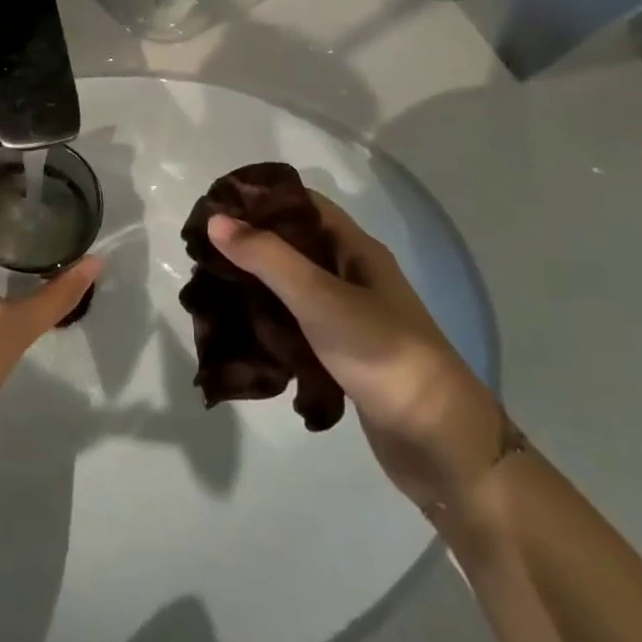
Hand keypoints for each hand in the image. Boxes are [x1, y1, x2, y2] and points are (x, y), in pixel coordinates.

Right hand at [208, 193, 505, 511]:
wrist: (439, 442)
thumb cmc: (383, 354)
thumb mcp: (320, 298)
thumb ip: (267, 258)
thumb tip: (216, 220)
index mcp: (356, 250)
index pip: (302, 204)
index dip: (260, 199)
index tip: (214, 206)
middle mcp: (353, 276)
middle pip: (293, 245)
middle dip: (249, 245)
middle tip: (201, 253)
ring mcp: (349, 317)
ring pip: (292, 288)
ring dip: (255, 286)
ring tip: (210, 289)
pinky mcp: (342, 354)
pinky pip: (296, 326)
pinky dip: (268, 324)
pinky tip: (239, 332)